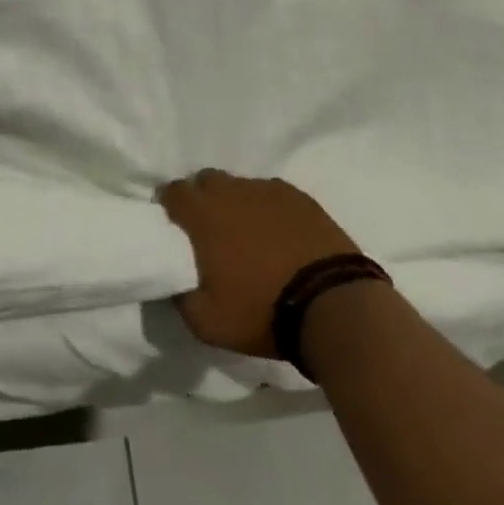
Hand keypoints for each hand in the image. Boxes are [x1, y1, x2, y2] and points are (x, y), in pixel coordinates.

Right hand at [158, 169, 361, 358]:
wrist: (334, 306)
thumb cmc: (263, 311)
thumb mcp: (208, 323)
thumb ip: (182, 300)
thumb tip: (175, 286)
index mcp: (202, 215)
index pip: (173, 191)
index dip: (169, 204)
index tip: (173, 223)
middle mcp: (231, 191)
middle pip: (206, 180)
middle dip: (202, 197)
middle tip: (209, 228)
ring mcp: (267, 190)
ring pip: (240, 186)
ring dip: (236, 202)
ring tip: (248, 233)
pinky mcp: (299, 197)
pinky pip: (271, 193)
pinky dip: (267, 208)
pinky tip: (279, 232)